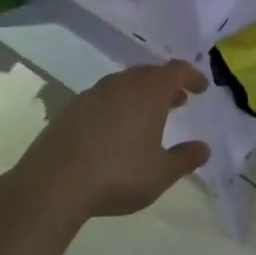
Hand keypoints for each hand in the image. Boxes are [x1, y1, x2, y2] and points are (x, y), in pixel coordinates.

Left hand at [15, 61, 210, 222]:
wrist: (52, 184)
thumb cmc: (117, 175)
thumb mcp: (161, 174)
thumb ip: (185, 159)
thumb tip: (203, 148)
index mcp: (148, 93)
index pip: (176, 70)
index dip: (192, 76)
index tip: (201, 88)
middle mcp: (121, 85)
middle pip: (149, 73)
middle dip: (167, 84)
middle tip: (178, 101)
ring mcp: (92, 95)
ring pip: (123, 83)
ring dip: (140, 93)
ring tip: (147, 115)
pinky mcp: (69, 109)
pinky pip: (102, 97)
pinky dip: (117, 104)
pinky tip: (114, 128)